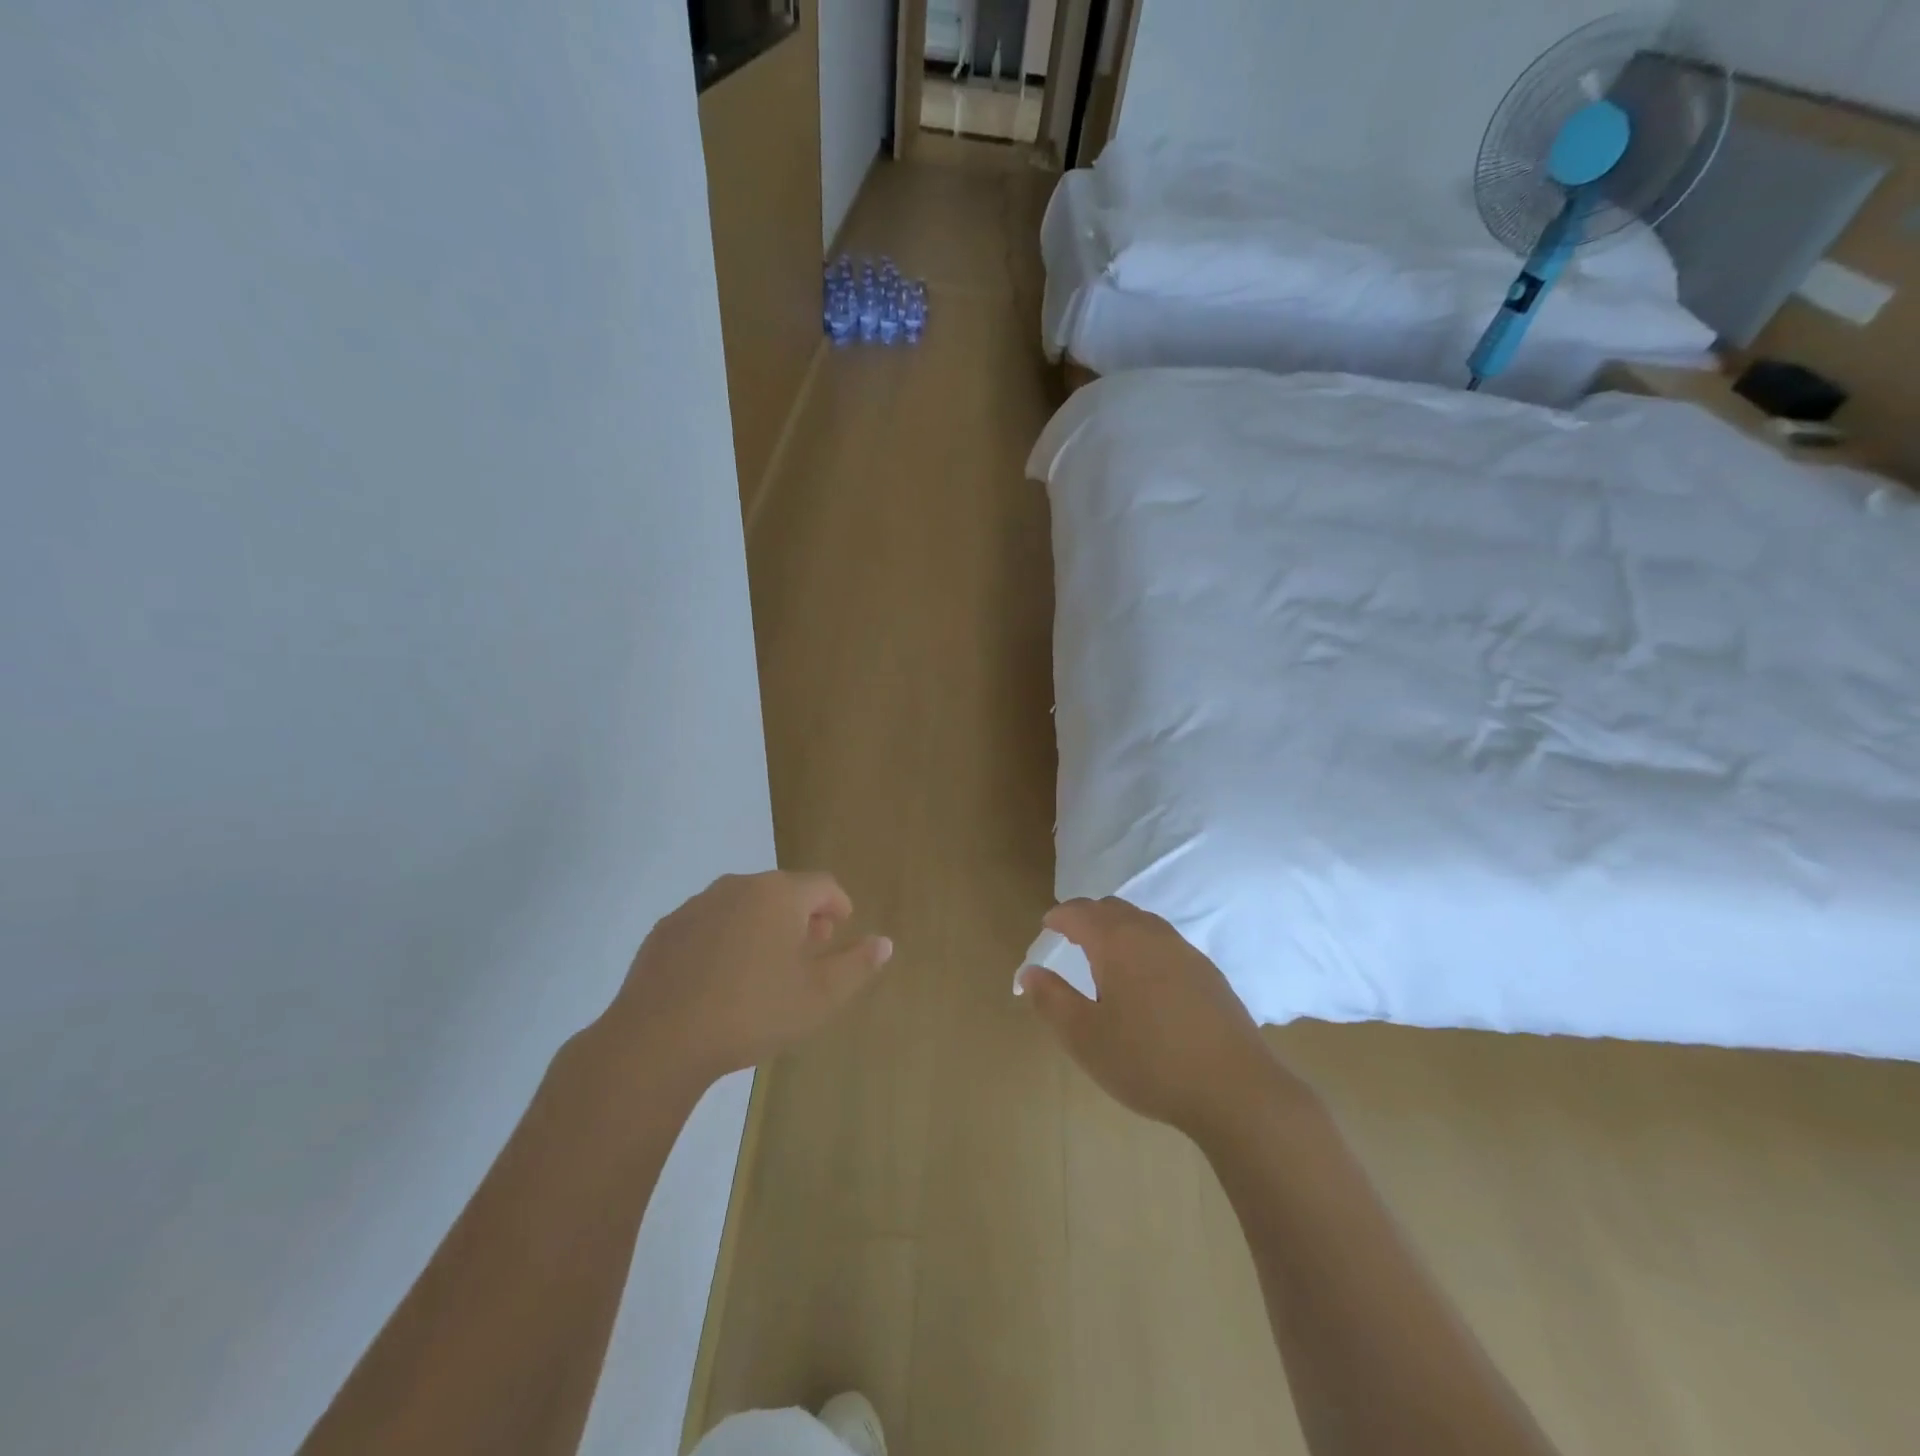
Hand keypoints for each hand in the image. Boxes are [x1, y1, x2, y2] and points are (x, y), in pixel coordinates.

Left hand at [603, 871, 892, 1084]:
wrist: (658, 1040)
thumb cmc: (753, 1011)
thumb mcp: (820, 996)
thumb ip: (857, 965)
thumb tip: (884, 942)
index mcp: (779, 894)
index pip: (823, 885)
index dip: (838, 905)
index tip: (841, 930)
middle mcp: (738, 886)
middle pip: (782, 891)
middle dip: (801, 916)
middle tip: (808, 952)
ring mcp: (697, 905)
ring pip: (743, 906)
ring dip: (762, 926)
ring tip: (765, 967)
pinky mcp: (666, 930)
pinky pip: (709, 925)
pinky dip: (725, 940)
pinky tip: (720, 979)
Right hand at [1021, 898, 1301, 1138]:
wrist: (1235, 1088)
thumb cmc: (1148, 1061)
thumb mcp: (1085, 1037)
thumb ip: (1051, 999)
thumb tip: (1030, 972)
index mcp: (1117, 942)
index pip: (1080, 912)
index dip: (1059, 916)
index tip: (1046, 927)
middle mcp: (1151, 934)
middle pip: (1113, 908)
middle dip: (1088, 916)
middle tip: (1071, 937)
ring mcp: (1185, 951)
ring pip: (1143, 922)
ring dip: (1118, 928)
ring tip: (1106, 957)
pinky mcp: (1208, 973)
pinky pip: (1166, 943)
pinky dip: (1144, 946)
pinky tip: (1146, 981)